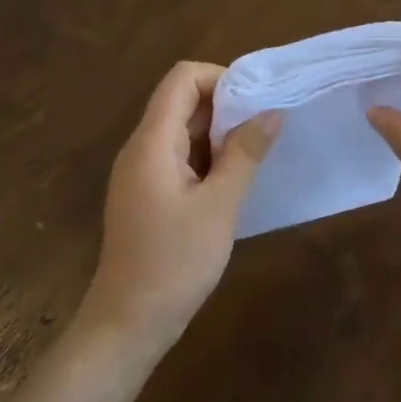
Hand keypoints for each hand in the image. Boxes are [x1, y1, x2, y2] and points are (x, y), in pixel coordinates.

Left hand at [79, 61, 281, 361]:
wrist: (128, 323)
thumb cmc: (175, 262)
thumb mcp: (219, 206)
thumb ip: (245, 153)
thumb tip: (271, 110)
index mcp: (152, 141)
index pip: (182, 78)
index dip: (220, 78)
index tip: (256, 103)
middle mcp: (141, 147)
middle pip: (181, 100)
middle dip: (225, 106)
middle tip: (265, 130)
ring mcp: (141, 172)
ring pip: (182, 129)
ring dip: (219, 133)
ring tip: (256, 155)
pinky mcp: (147, 193)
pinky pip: (178, 156)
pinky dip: (207, 156)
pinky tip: (233, 181)